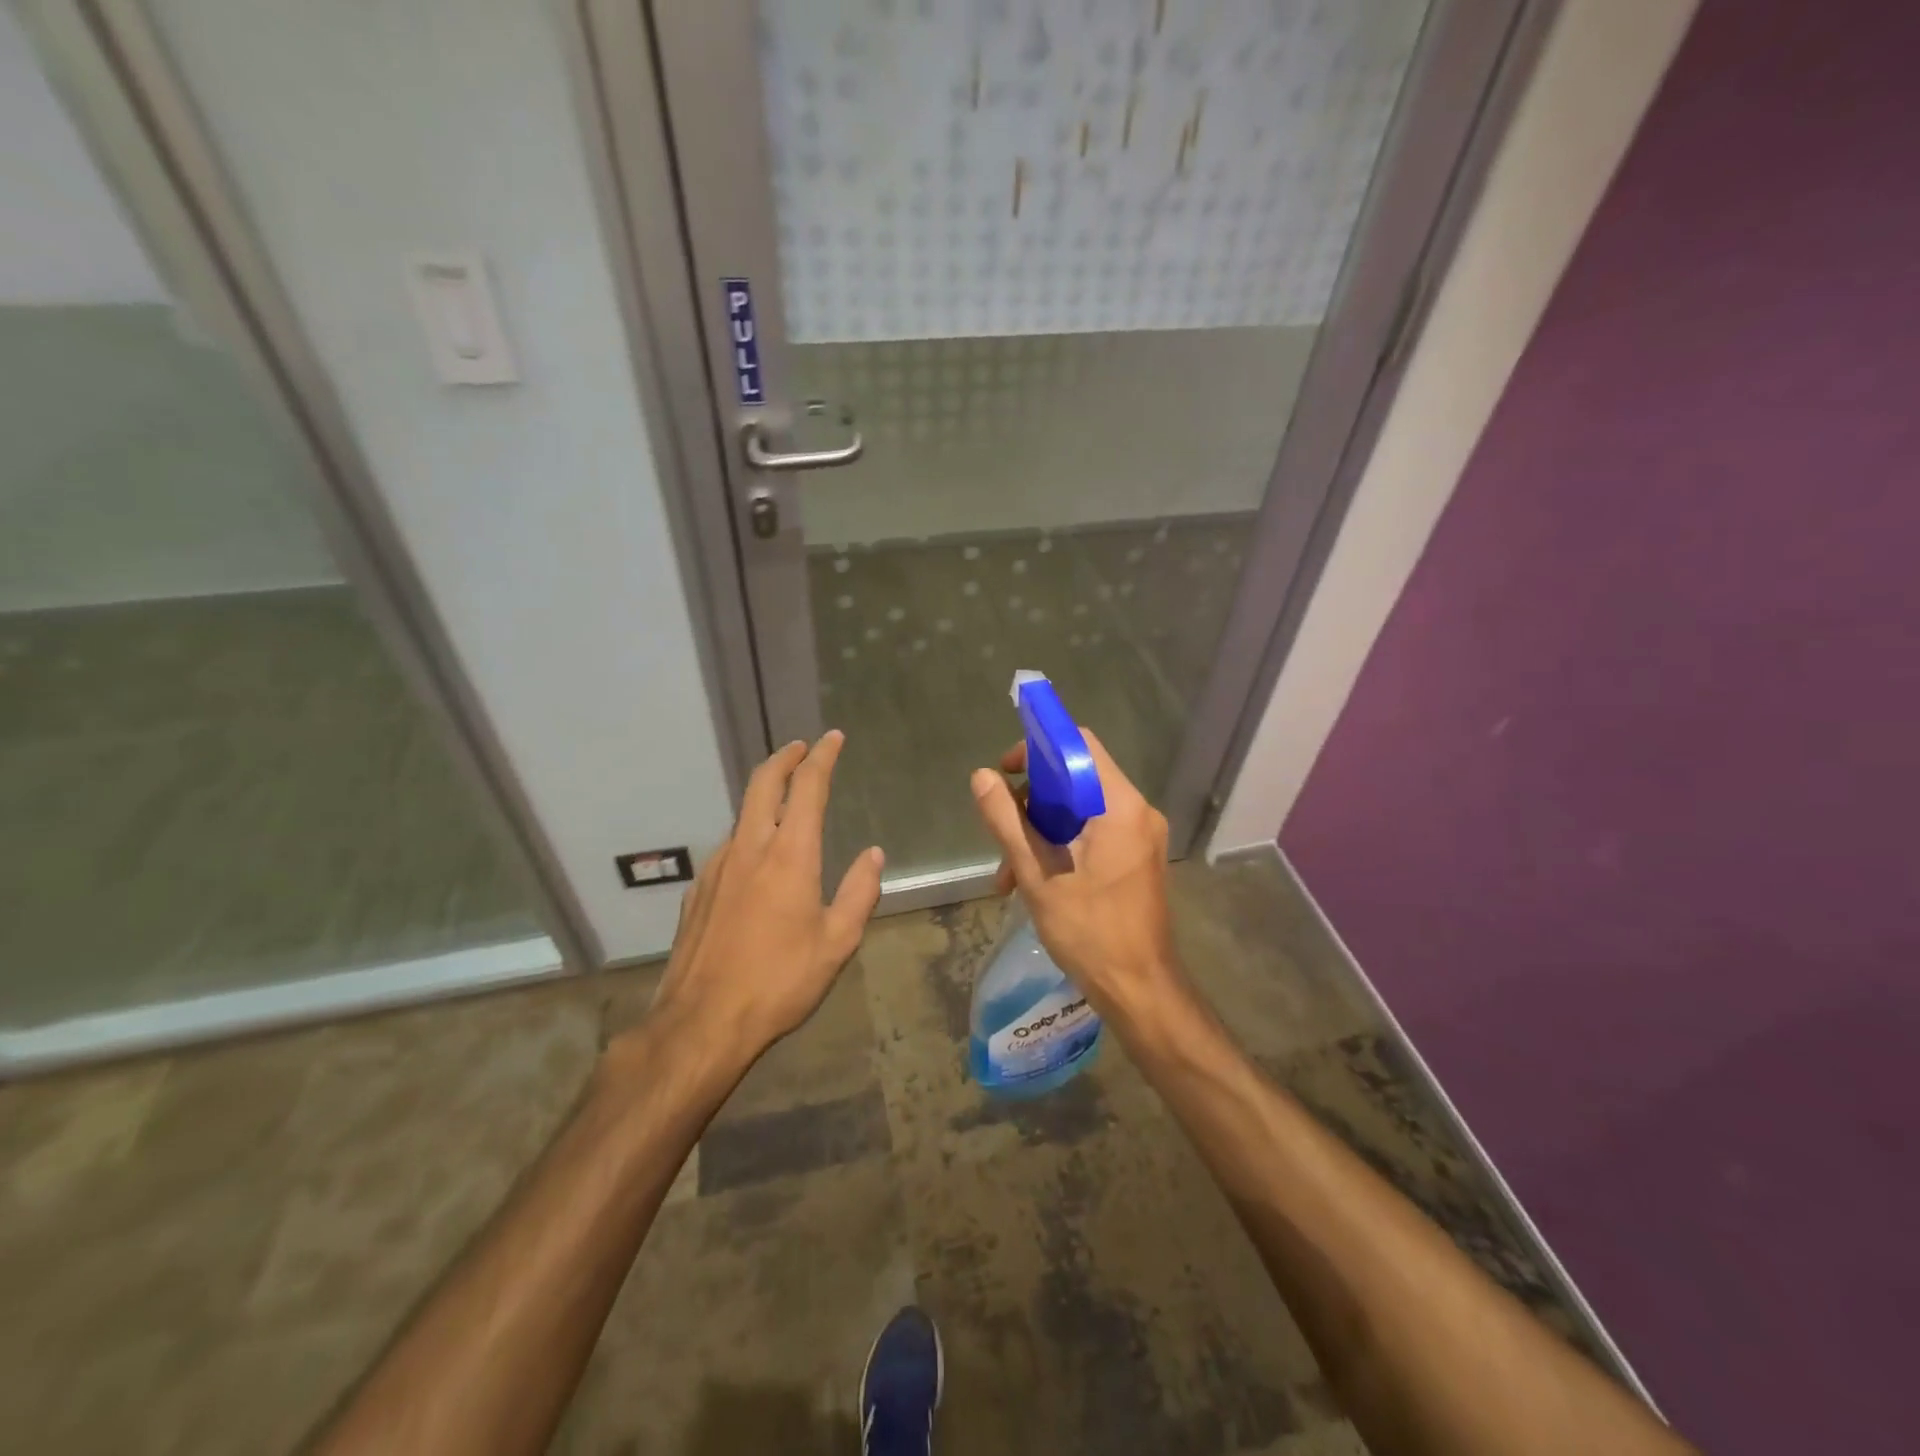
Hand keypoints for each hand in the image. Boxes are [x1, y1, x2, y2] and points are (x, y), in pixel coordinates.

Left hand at [638, 731, 883, 1069]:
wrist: (702, 1022)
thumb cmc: (780, 981)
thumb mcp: (837, 942)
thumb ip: (859, 892)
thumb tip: (874, 855)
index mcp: (790, 854)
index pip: (807, 787)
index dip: (822, 757)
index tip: (832, 738)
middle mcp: (749, 848)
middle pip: (762, 783)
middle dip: (784, 758)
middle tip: (800, 747)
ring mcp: (717, 867)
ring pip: (742, 815)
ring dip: (764, 796)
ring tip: (784, 805)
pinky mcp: (698, 891)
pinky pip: (728, 848)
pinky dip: (748, 835)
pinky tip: (757, 862)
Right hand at [969, 731, 1182, 1021]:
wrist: (1139, 990)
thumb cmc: (1089, 931)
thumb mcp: (1037, 874)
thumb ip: (1007, 821)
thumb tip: (982, 777)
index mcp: (1120, 807)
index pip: (1079, 746)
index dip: (1038, 748)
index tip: (1006, 771)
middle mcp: (1137, 811)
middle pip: (1078, 778)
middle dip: (1033, 801)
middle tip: (1003, 832)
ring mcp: (1140, 835)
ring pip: (1081, 809)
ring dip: (1041, 830)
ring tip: (1008, 873)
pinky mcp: (1136, 856)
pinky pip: (1094, 832)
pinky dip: (1061, 845)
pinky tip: (1031, 880)